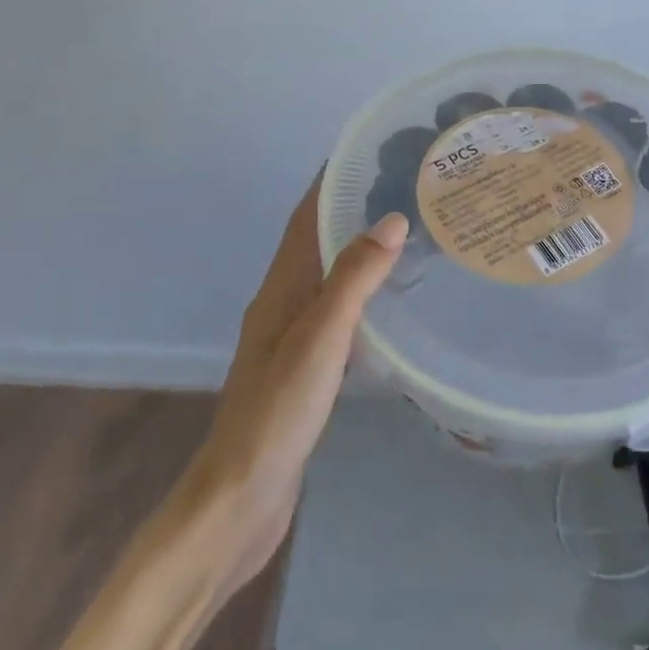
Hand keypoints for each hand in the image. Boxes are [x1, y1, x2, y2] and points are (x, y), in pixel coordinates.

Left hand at [181, 180, 408, 598]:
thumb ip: (353, 280)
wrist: (241, 498)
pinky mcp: (305, 368)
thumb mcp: (320, 339)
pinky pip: (338, 311)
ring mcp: (292, 338)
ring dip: (358, 249)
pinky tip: (390, 302)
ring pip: (329, 276)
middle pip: (317, 241)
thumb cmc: (277, 412)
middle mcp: (283, 304)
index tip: (367, 150)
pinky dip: (362, 292)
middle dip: (351, 208)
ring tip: (407, 233)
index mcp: (281, 289)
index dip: (330, 181)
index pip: (306, 218)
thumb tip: (390, 219)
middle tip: (404, 189)